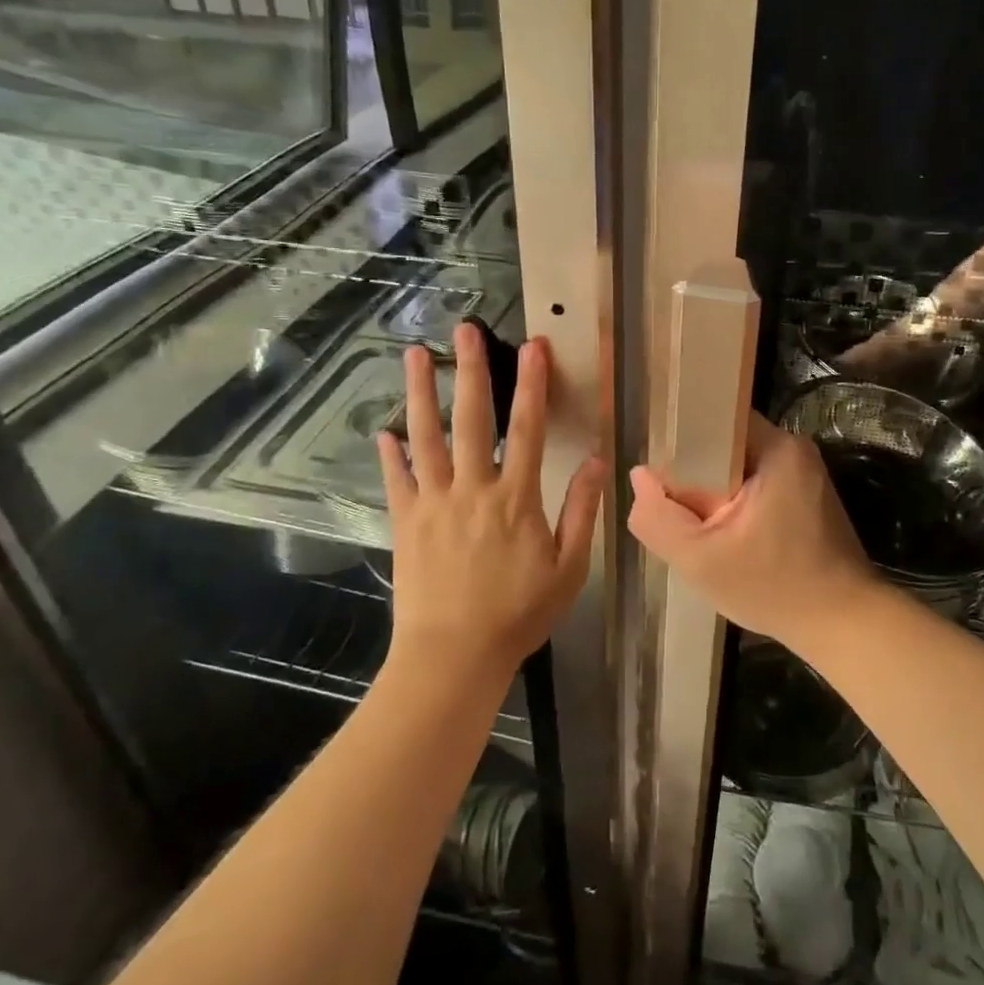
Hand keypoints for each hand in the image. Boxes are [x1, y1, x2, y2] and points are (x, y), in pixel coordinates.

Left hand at [378, 322, 603, 679]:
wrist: (453, 655)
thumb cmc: (517, 614)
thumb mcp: (568, 569)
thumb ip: (582, 511)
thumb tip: (599, 462)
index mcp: (516, 498)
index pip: (529, 428)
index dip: (532, 384)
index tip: (532, 346)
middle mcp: (473, 488)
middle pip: (473, 418)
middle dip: (472, 370)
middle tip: (464, 329)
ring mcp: (434, 502)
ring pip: (426, 436)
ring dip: (421, 393)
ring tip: (415, 355)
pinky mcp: (406, 522)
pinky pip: (397, 479)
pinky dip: (390, 454)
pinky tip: (384, 431)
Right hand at [627, 412, 876, 650]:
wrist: (843, 625)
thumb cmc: (774, 588)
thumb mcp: (700, 560)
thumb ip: (658, 517)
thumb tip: (640, 477)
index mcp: (776, 448)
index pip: (713, 418)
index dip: (678, 440)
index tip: (657, 471)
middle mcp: (793, 449)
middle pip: (723, 444)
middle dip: (693, 472)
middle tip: (672, 505)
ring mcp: (802, 472)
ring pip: (737, 467)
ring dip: (713, 491)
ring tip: (694, 523)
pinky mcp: (805, 495)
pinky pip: (754, 483)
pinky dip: (734, 503)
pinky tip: (723, 533)